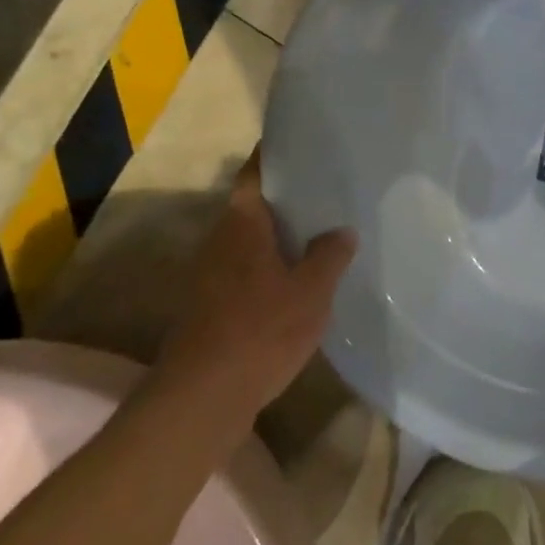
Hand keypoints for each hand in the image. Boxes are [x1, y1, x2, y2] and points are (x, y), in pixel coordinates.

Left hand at [146, 155, 355, 436]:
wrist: (203, 398)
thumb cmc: (261, 331)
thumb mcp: (312, 291)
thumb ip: (330, 255)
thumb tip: (341, 231)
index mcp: (241, 225)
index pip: (254, 175)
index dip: (275, 157)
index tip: (303, 145)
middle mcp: (218, 242)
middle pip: (252, 207)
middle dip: (287, 199)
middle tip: (327, 192)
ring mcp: (209, 276)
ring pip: (249, 241)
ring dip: (280, 236)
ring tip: (321, 233)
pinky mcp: (210, 306)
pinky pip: (246, 270)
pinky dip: (271, 266)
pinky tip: (299, 279)